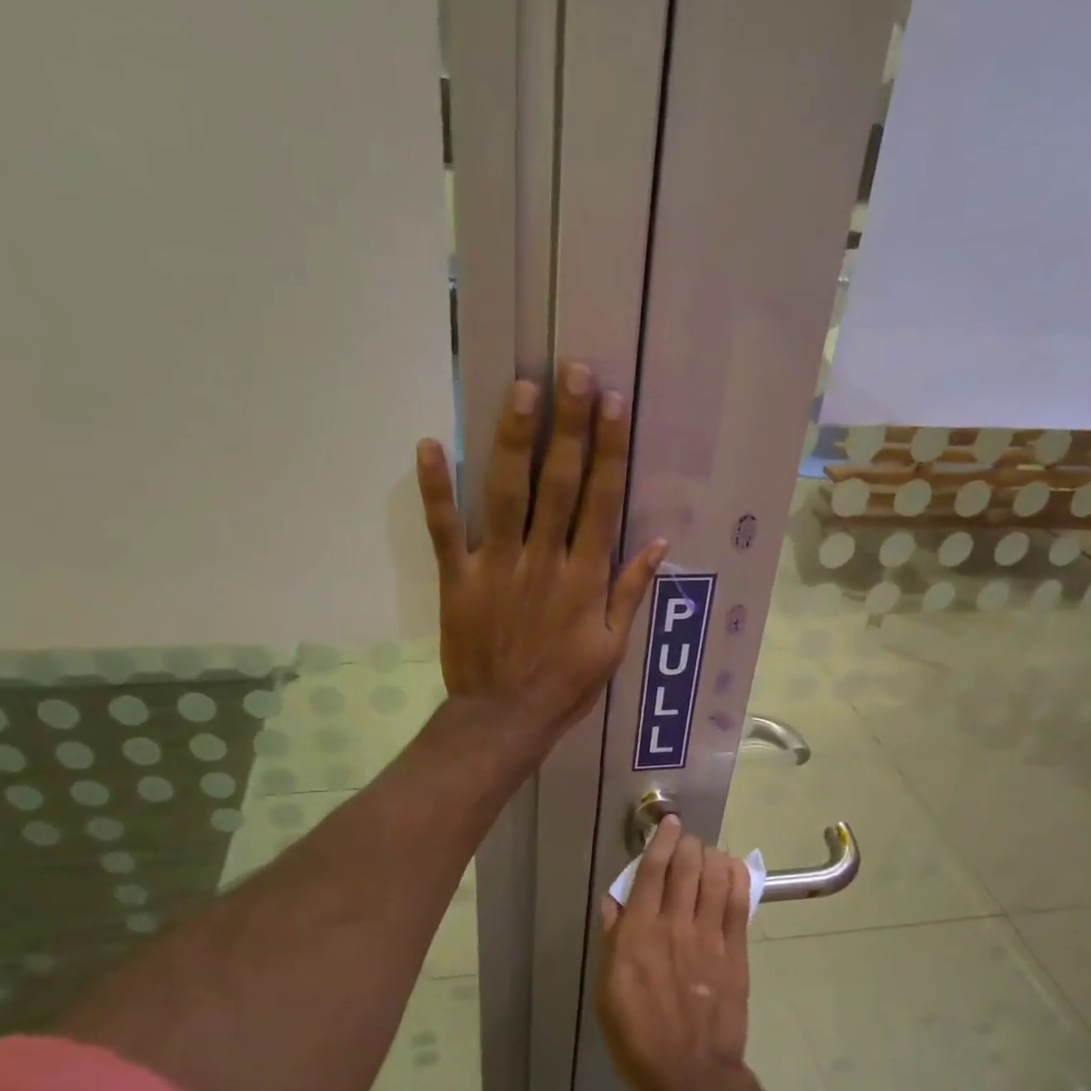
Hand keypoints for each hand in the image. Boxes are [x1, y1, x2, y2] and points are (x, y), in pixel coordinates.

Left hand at [416, 362, 667, 739]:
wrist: (504, 719)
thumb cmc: (564, 686)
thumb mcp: (611, 648)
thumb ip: (630, 592)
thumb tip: (659, 542)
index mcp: (584, 578)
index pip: (600, 501)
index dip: (608, 450)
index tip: (614, 403)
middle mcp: (543, 560)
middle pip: (557, 483)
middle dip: (567, 425)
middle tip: (572, 371)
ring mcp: (496, 566)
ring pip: (506, 493)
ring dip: (513, 439)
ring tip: (521, 389)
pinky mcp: (457, 579)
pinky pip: (445, 530)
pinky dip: (436, 490)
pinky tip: (431, 444)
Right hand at [595, 816, 756, 1090]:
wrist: (689, 1073)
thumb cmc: (636, 1036)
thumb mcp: (607, 989)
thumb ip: (612, 939)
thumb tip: (613, 900)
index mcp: (638, 932)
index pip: (651, 870)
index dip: (661, 841)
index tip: (668, 824)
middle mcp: (674, 924)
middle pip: (686, 866)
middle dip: (688, 843)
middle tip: (687, 839)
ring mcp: (709, 936)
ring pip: (714, 877)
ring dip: (711, 855)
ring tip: (707, 853)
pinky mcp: (735, 952)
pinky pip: (738, 903)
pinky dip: (735, 878)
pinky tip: (732, 869)